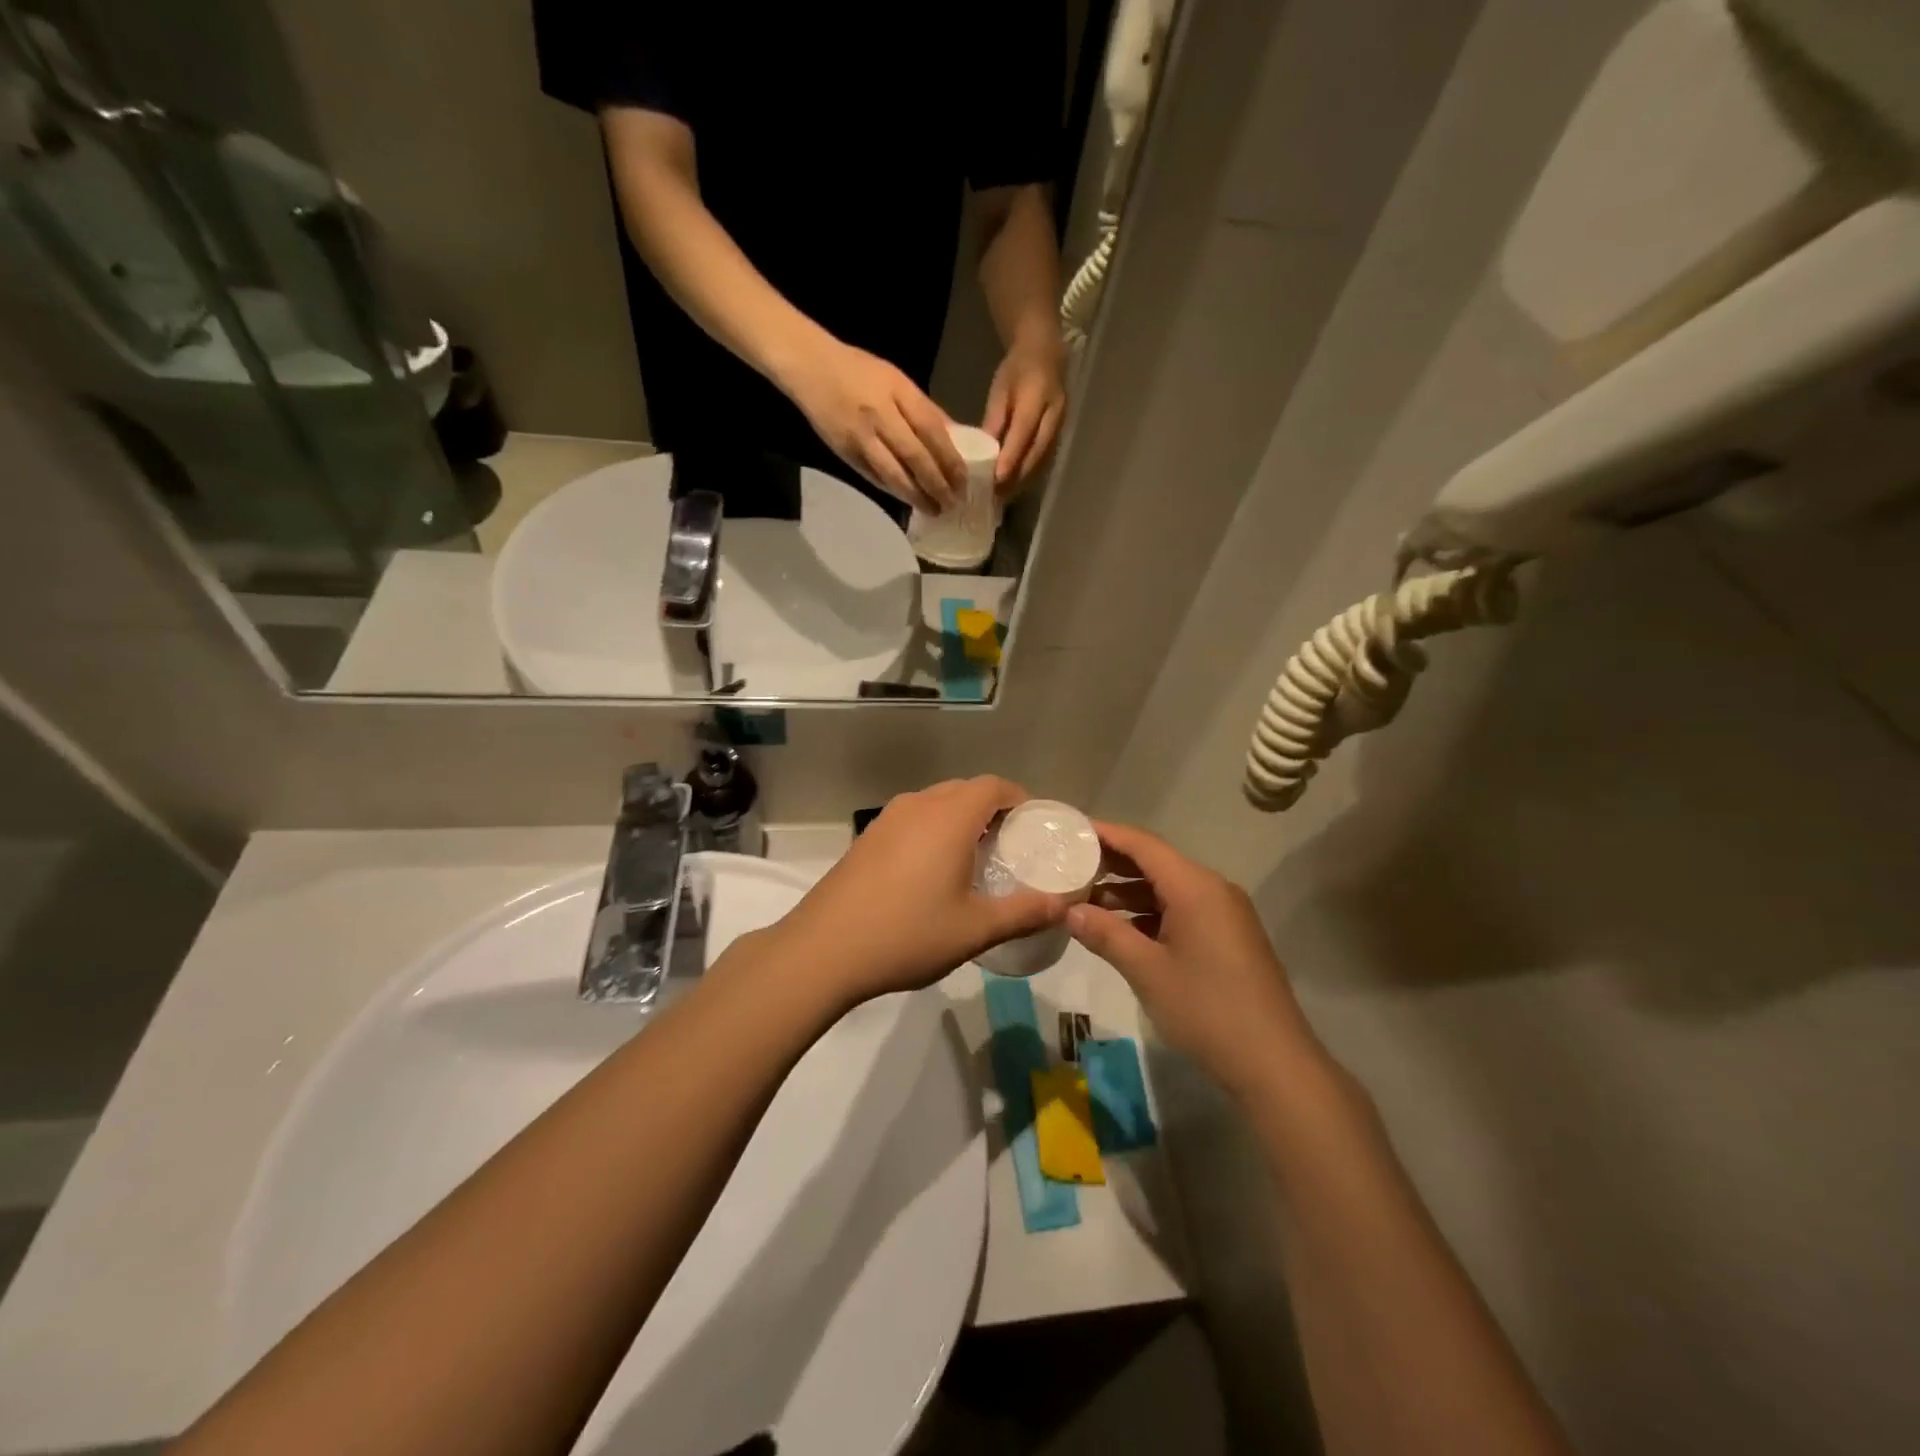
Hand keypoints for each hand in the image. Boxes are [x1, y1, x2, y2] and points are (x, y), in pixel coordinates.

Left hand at [771, 777, 1065, 1006]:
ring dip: (960, 818)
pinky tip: (932, 871)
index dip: (1019, 799)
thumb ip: (1024, 913)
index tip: (1034, 827)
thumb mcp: (975, 929)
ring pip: (935, 803)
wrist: (823, 950)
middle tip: (1010, 847)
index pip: (994, 786)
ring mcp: (887, 819)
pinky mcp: (867, 838)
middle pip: (965, 790)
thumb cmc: (907, 934)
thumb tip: (1064, 906)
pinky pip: (912, 819)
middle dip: (992, 809)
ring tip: (974, 858)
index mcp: (949, 816)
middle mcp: (918, 805)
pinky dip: (932, 830)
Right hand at [783, 338, 965, 512]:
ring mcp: (861, 436)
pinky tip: (908, 502)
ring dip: (917, 496)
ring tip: (934, 510)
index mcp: (898, 392)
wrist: (810, 367)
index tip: (963, 480)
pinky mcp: (845, 452)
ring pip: (894, 473)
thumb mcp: (897, 380)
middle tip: (953, 503)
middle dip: (937, 484)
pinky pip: (874, 477)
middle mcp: (881, 415)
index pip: (932, 431)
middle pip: (916, 457)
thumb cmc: (859, 370)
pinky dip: (893, 491)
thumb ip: (925, 409)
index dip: (950, 459)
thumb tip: (955, 437)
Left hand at [982, 332, 1065, 498]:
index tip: (996, 479)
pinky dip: (1029, 475)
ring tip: (1002, 497)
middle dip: (1016, 477)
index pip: (1024, 432)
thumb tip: (981, 453)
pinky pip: (1045, 461)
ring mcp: (1061, 427)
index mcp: (1038, 397)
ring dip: (1023, 481)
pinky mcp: (1060, 436)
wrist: (1046, 355)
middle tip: (995, 496)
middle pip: (1036, 453)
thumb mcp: (1000, 390)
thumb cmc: (1017, 370)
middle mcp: (1054, 415)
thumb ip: (994, 420)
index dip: (1011, 457)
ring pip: (1042, 461)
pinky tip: (1014, 486)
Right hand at [1067, 820, 1321, 1099]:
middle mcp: (1212, 890)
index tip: (1070, 830)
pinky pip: (1181, 910)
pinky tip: (1120, 929)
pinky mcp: (1227, 938)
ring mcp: (1223, 914)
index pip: (1143, 845)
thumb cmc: (1206, 1010)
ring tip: (1084, 900)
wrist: (1274, 1064)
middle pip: (1156, 862)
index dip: (1106, 834)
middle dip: (1112, 863)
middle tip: (1068, 865)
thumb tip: (1070, 910)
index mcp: (1195, 887)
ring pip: (1167, 889)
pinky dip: (1148, 913)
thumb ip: (1106, 934)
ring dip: (1128, 892)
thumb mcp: (1147, 971)